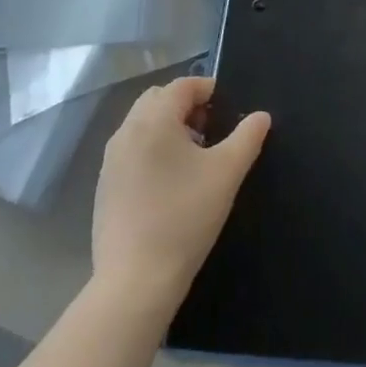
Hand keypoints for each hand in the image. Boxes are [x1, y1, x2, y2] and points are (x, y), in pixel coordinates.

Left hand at [92, 76, 269, 309]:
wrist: (135, 281)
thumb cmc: (185, 217)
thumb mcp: (227, 173)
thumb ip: (247, 137)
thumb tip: (261, 116)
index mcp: (154, 120)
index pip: (181, 86)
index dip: (207, 88)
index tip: (228, 106)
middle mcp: (126, 132)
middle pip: (157, 99)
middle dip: (185, 105)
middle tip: (211, 128)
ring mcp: (110, 161)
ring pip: (141, 125)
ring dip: (168, 127)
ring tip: (194, 155)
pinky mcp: (104, 187)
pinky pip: (131, 150)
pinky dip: (151, 149)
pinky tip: (170, 182)